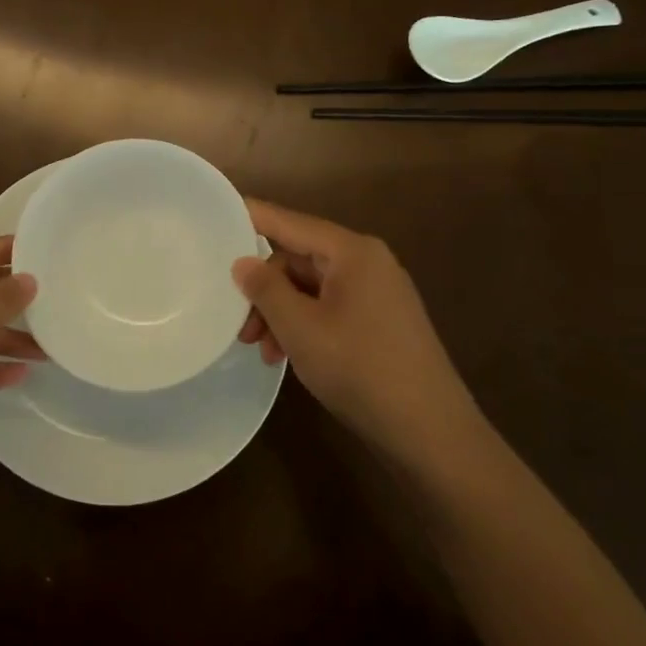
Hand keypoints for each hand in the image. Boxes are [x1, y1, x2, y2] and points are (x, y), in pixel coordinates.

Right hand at [234, 200, 481, 457]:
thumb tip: (242, 262)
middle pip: (299, 259)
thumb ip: (266, 289)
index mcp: (352, 252)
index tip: (215, 214)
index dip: (252, 217)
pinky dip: (304, 326)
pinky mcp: (381, 322)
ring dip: (281, 313)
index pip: (290, 222)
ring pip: (311, 288)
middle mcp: (368, 263)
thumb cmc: (360, 369)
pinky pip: (330, 308)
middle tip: (239, 323)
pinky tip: (287, 356)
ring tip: (262, 350)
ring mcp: (378, 293)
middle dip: (265, 289)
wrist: (430, 431)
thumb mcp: (300, 328)